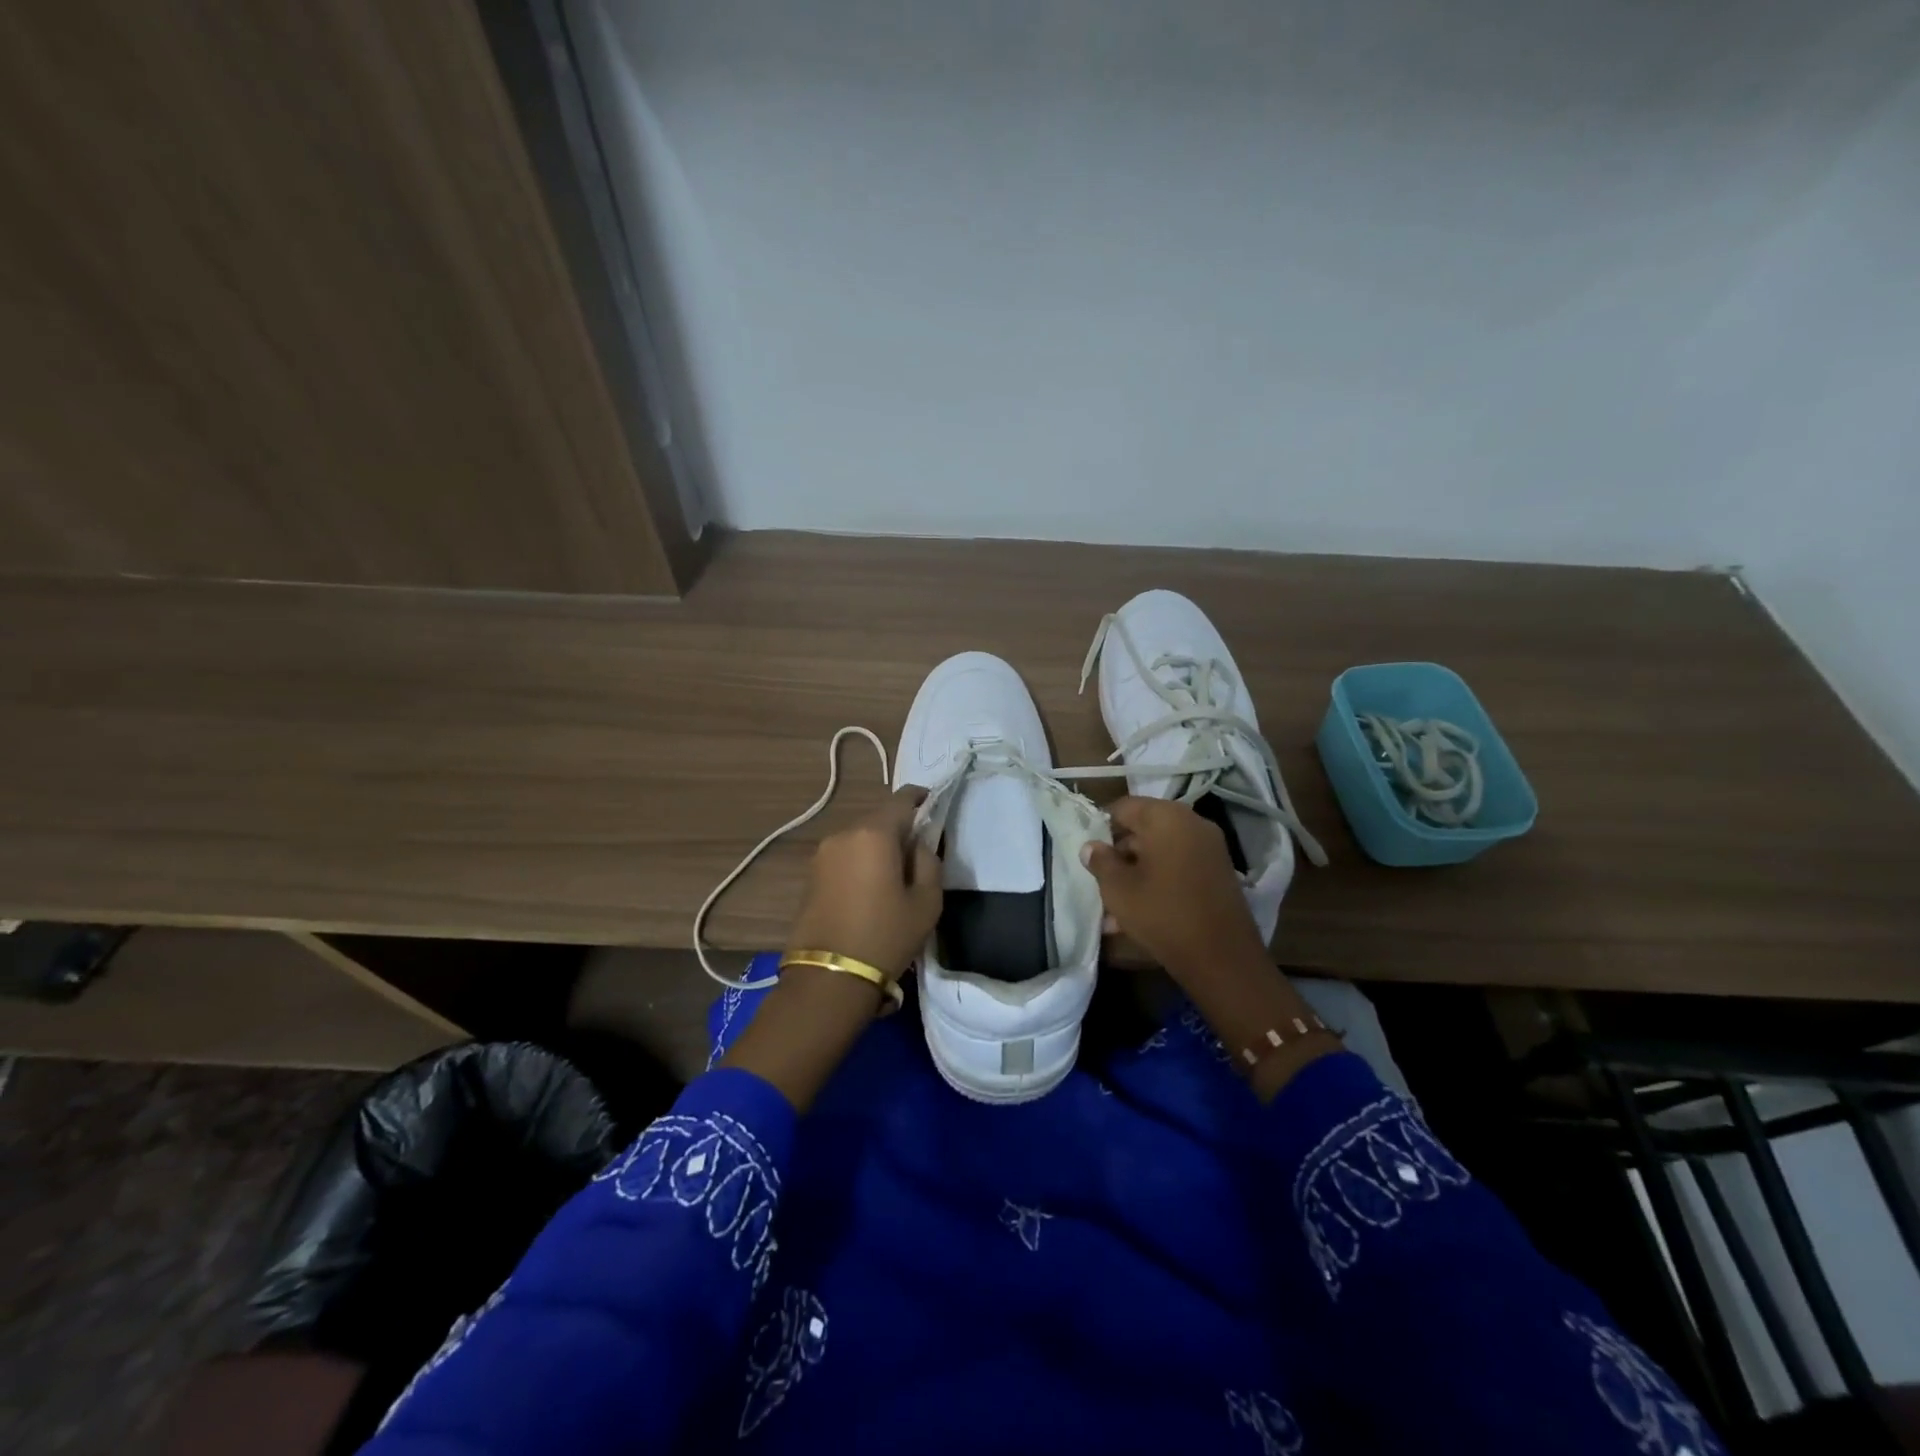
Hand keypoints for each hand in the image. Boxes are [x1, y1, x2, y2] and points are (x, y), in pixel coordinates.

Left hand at [786, 788, 942, 979]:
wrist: (828, 978)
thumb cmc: (885, 936)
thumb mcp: (926, 902)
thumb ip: (929, 862)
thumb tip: (918, 845)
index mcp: (873, 833)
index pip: (900, 799)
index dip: (919, 797)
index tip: (932, 801)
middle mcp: (843, 834)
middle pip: (878, 819)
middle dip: (899, 827)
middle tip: (918, 850)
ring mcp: (822, 854)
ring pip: (859, 838)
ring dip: (877, 847)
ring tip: (894, 874)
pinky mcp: (810, 876)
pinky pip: (844, 857)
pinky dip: (860, 862)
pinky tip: (870, 887)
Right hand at [1083, 797, 1268, 984]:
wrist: (1222, 957)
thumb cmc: (1162, 913)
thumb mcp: (1118, 888)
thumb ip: (1100, 861)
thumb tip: (1091, 846)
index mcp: (1167, 817)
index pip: (1124, 807)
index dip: (1102, 826)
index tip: (1089, 851)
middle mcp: (1192, 823)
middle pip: (1145, 828)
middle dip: (1120, 852)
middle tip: (1100, 879)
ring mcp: (1210, 848)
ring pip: (1161, 851)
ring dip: (1138, 870)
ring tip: (1116, 903)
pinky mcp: (1219, 872)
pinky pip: (1179, 866)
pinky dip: (1159, 879)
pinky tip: (1141, 909)